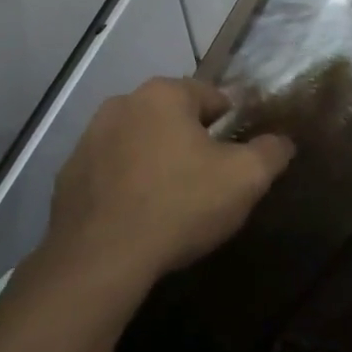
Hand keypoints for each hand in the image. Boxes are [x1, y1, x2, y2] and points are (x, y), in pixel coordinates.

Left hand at [44, 77, 295, 286]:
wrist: (102, 257)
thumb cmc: (180, 205)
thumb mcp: (245, 179)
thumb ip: (270, 152)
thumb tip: (282, 140)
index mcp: (163, 95)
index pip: (211, 96)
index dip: (231, 122)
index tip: (239, 153)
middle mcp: (121, 104)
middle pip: (170, 117)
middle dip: (190, 140)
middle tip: (207, 178)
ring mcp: (88, 138)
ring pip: (137, 141)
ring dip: (155, 159)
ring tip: (171, 198)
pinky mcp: (69, 174)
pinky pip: (110, 171)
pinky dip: (125, 183)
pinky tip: (137, 214)